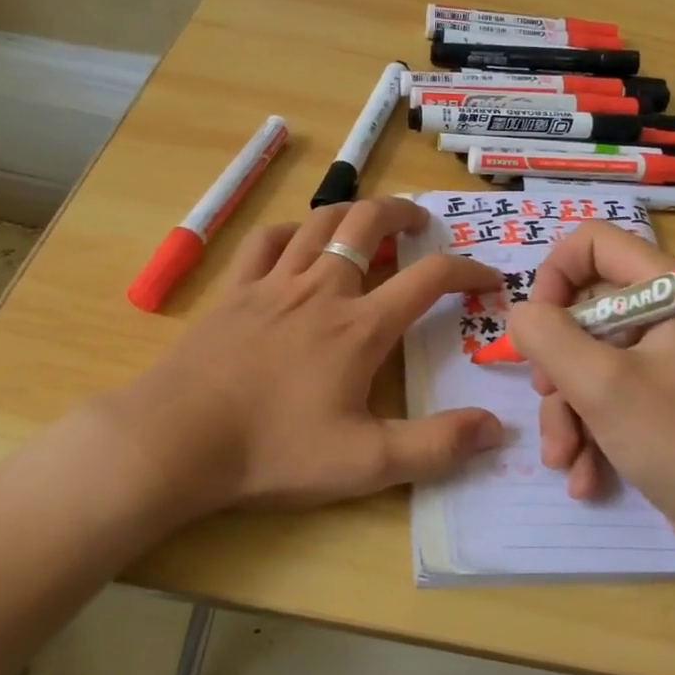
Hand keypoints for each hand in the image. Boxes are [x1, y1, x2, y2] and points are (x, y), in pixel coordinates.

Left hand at [87, 197, 504, 524]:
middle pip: (368, 222)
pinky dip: (291, 231)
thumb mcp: (365, 463)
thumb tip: (497, 428)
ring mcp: (273, 284)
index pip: (428, 278)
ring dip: (351, 212)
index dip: (467, 270)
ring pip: (319, 222)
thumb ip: (436, 447)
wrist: (176, 439)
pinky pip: (266, 241)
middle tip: (420, 222)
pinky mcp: (234, 291)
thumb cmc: (273, 450)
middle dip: (402, 211)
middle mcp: (322, 289)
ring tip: (367, 221)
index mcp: (360, 326)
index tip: (487, 277)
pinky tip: (298, 242)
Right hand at [504, 223, 674, 556]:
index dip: (556, 274)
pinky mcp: (665, 401)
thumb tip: (522, 315)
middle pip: (587, 310)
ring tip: (563, 457)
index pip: (597, 243)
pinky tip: (585, 476)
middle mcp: (671, 316)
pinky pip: (611, 396)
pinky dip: (591, 431)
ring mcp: (669, 361)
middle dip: (558, 363)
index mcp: (672, 292)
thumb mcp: (602, 386)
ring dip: (568, 410)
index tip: (538, 324)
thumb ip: (549, 337)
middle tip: (548, 397)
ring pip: (592, 361)